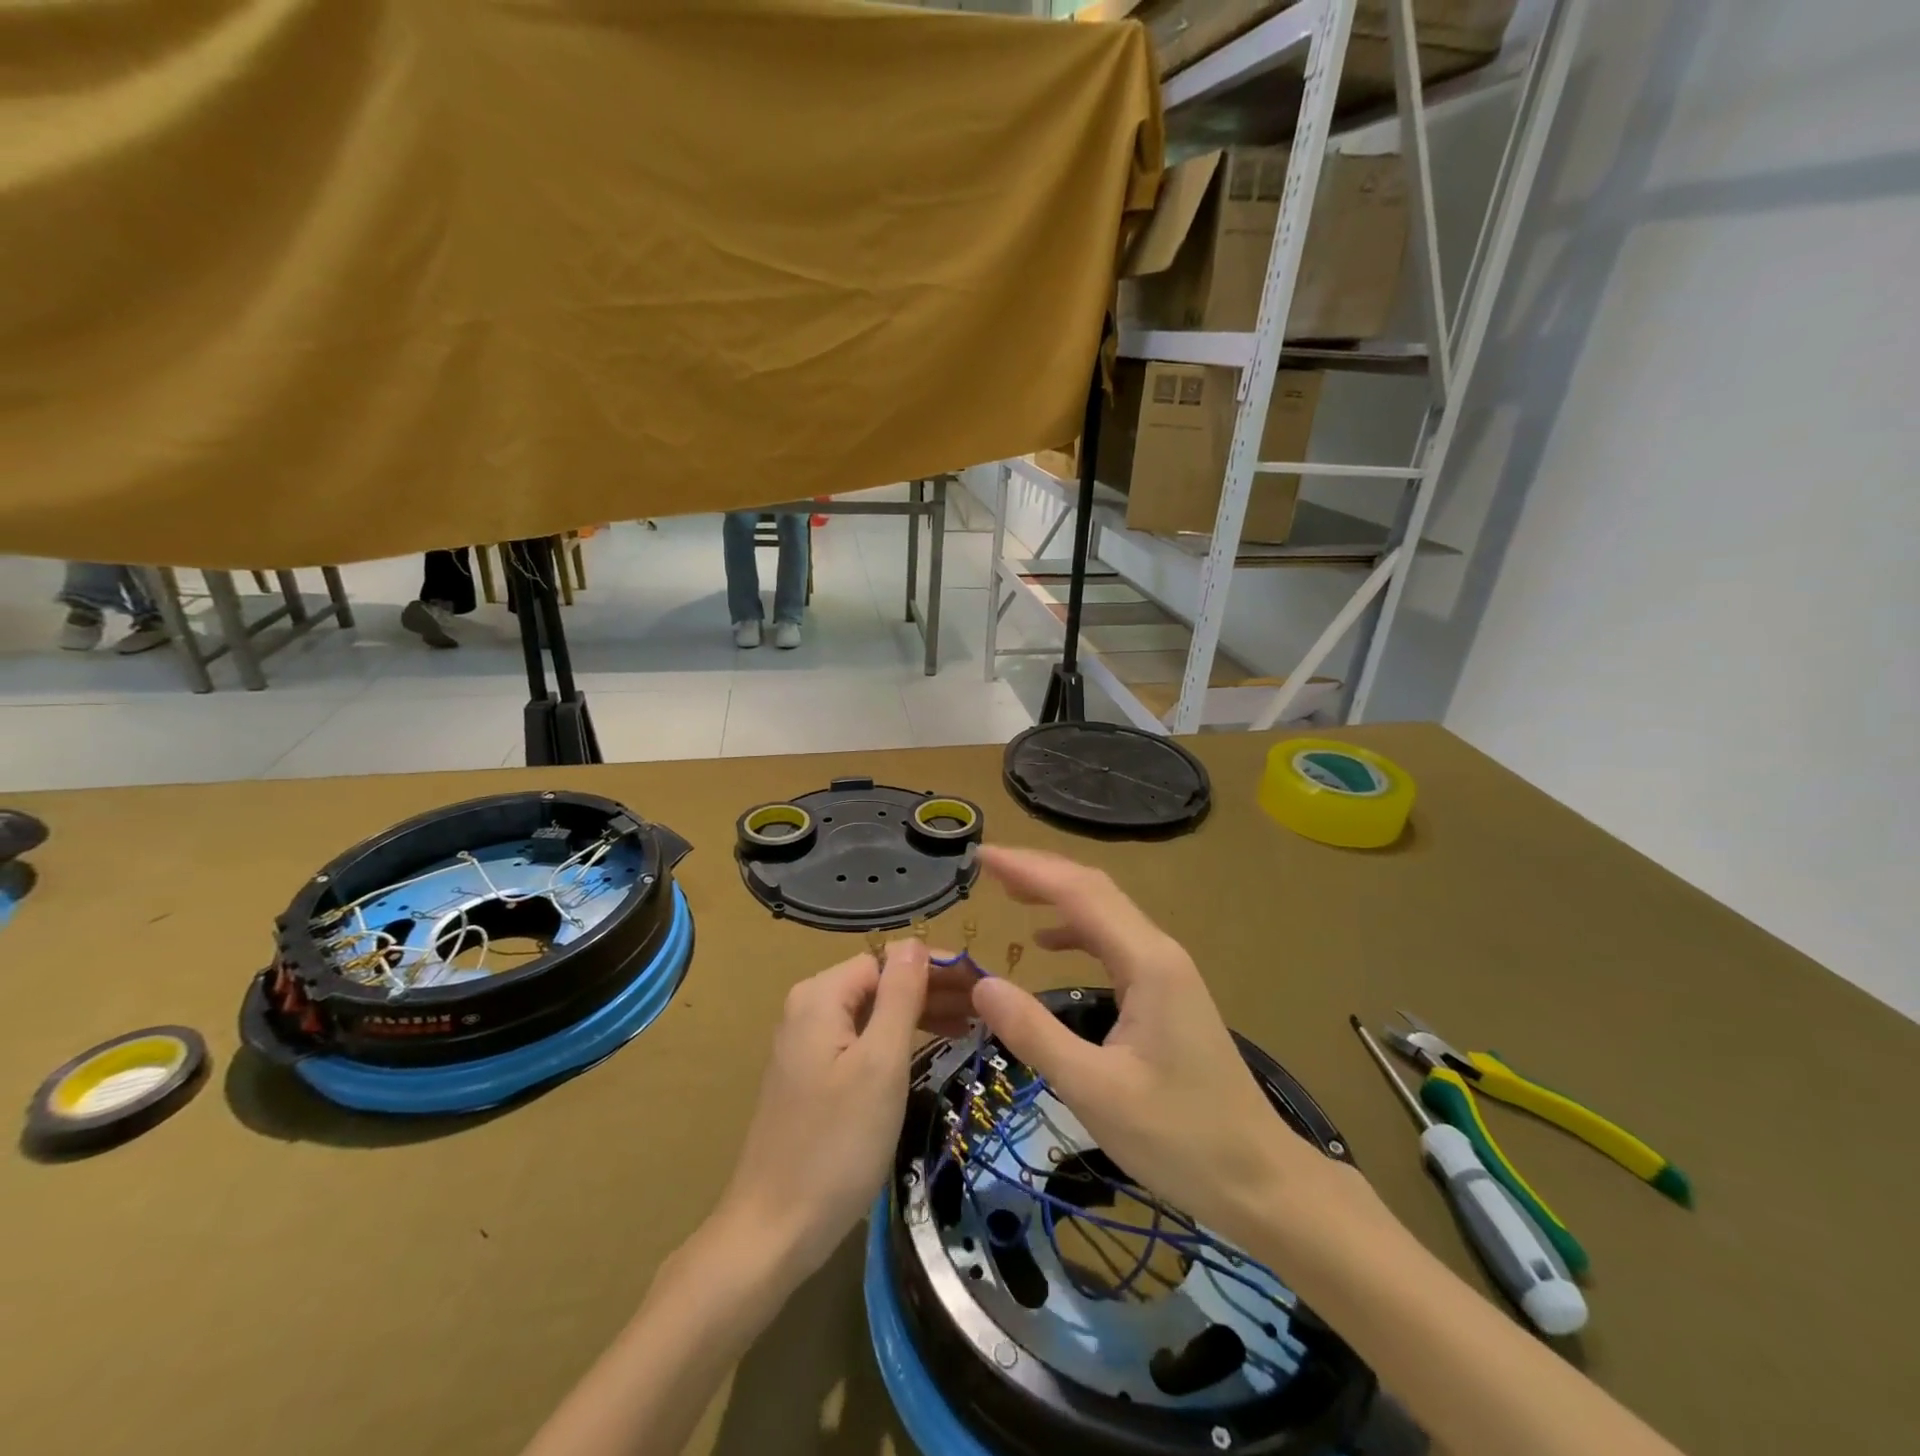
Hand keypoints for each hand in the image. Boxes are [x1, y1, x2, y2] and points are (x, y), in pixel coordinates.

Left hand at [715, 940, 975, 1279]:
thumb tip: (915, 942)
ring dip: (921, 1012)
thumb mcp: (880, 1064)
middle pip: (881, 982)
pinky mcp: (813, 1075)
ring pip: (874, 1011)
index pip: (888, 959)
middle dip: (933, 988)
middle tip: (986, 1006)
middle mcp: (809, 1008)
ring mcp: (808, 1043)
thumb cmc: (836, 1144)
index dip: (937, 966)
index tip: (983, 983)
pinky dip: (899, 1038)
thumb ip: (899, 995)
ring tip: (971, 1023)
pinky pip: (863, 1039)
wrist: (775, 1231)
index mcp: (820, 996)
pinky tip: (931, 1045)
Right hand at [971, 846, 1364, 1252]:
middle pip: (1094, 890)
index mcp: (1147, 963)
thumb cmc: (1179, 1138)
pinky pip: (1113, 941)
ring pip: (1105, 912)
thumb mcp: (1094, 1091)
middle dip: (1040, 871)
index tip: (982, 856)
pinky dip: (1075, 929)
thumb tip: (981, 984)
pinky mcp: (1166, 992)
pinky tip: (1047, 943)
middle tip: (987, 866)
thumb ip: (1035, 1033)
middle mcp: (1159, 951)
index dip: (1028, 870)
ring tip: (1008, 892)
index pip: (1078, 893)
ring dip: (1056, 894)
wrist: (1259, 1179)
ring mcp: (1167, 970)